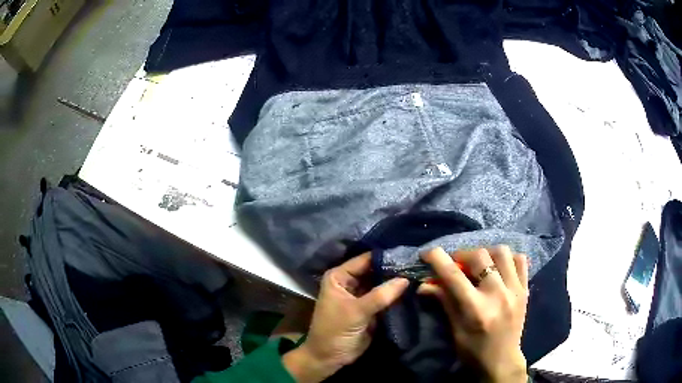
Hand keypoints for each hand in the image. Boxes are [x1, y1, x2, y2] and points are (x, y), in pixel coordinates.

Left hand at [283, 253, 408, 382]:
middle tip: (418, 264)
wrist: (329, 358)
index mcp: (339, 277)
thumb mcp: (356, 312)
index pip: (365, 260)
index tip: (408, 254)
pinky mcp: (370, 309)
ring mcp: (361, 296)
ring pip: (382, 284)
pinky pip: (385, 298)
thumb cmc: (335, 331)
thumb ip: (380, 296)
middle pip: (375, 271)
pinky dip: (396, 296)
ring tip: (420, 274)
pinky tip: (414, 289)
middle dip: (394, 270)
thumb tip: (405, 279)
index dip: (385, 257)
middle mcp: (350, 283)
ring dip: (397, 283)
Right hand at [419, 246, 529, 382]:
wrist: (502, 361)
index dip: (438, 259)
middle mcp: (497, 294)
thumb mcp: (454, 330)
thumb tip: (424, 284)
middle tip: (456, 263)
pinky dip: (508, 258)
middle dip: (462, 255)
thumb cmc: (473, 350)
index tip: (428, 253)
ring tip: (479, 263)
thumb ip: (444, 302)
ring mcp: (514, 290)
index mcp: (476, 309)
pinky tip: (499, 267)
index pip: (454, 276)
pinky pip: (520, 260)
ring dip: (486, 253)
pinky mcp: (525, 289)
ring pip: (502, 252)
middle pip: (479, 256)